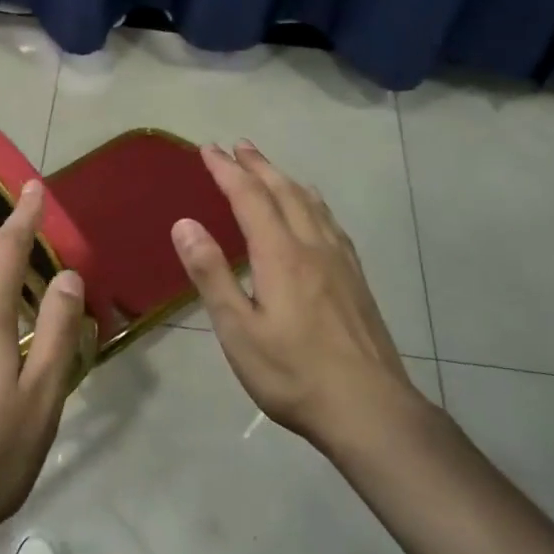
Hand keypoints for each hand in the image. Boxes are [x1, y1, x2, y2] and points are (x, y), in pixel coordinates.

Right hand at [171, 142, 429, 455]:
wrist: (368, 408)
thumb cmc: (293, 373)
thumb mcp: (238, 329)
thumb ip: (211, 274)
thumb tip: (184, 223)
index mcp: (281, 255)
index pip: (249, 197)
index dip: (226, 170)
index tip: (208, 148)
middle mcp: (313, 246)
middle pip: (284, 191)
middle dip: (257, 165)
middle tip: (237, 145)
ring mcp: (340, 261)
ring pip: (311, 204)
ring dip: (285, 179)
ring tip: (269, 168)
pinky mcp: (356, 279)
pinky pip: (330, 223)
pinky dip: (312, 203)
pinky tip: (314, 212)